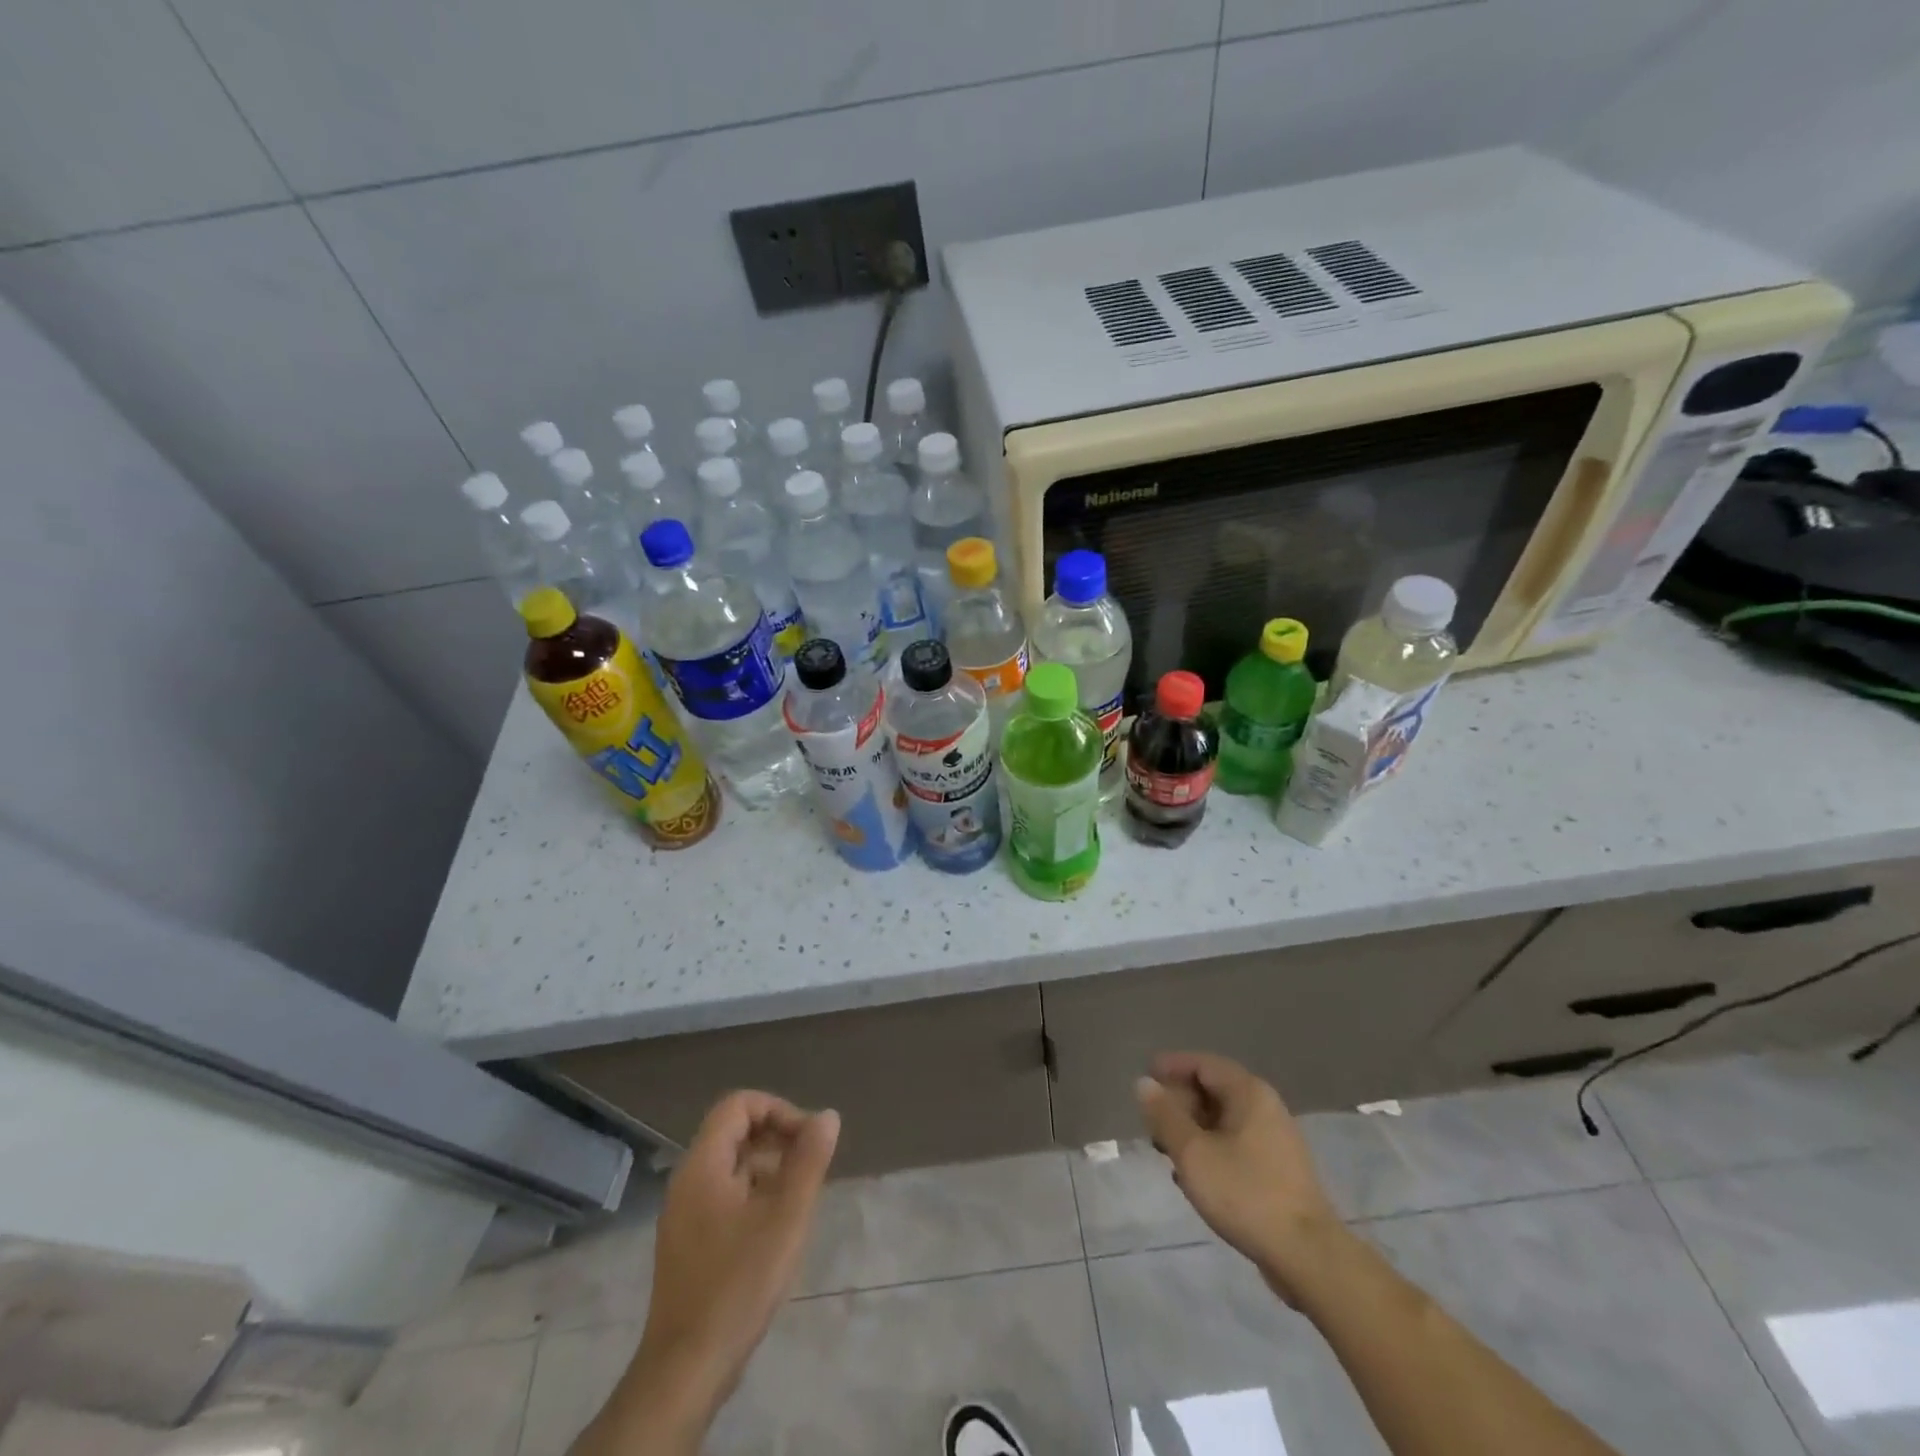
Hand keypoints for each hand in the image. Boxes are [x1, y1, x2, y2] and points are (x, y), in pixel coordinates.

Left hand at [632, 1091, 839, 1424]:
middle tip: (811, 1167)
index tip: (808, 1138)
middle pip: (734, 1132)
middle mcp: (687, 1180)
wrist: (686, 1370)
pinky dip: (754, 1195)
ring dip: (769, 1168)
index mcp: (703, 1165)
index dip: (778, 1110)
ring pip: (731, 1166)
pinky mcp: (688, 1243)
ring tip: (800, 1198)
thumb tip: (827, 1116)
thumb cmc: (739, 1283)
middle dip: (778, 1138)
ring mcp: (684, 1214)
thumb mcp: (787, 1216)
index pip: (739, 1105)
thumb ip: (809, 1160)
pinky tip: (777, 1228)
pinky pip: (724, 1195)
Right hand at [1136, 1052, 1344, 1301]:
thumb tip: (1144, 1083)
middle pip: (1213, 1089)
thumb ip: (1165, 1115)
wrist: (1307, 1256)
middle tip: (1152, 1123)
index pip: (1202, 1064)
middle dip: (1179, 1102)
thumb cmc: (1245, 1193)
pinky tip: (1194, 1175)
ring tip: (1167, 1151)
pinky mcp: (1279, 1169)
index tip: (1145, 1078)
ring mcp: (1275, 1139)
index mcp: (1248, 1092)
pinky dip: (1211, 1148)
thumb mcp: (1192, 1152)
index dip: (1171, 1067)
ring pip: (1224, 1119)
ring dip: (1193, 1129)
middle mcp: (1265, 1106)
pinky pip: (1236, 1143)